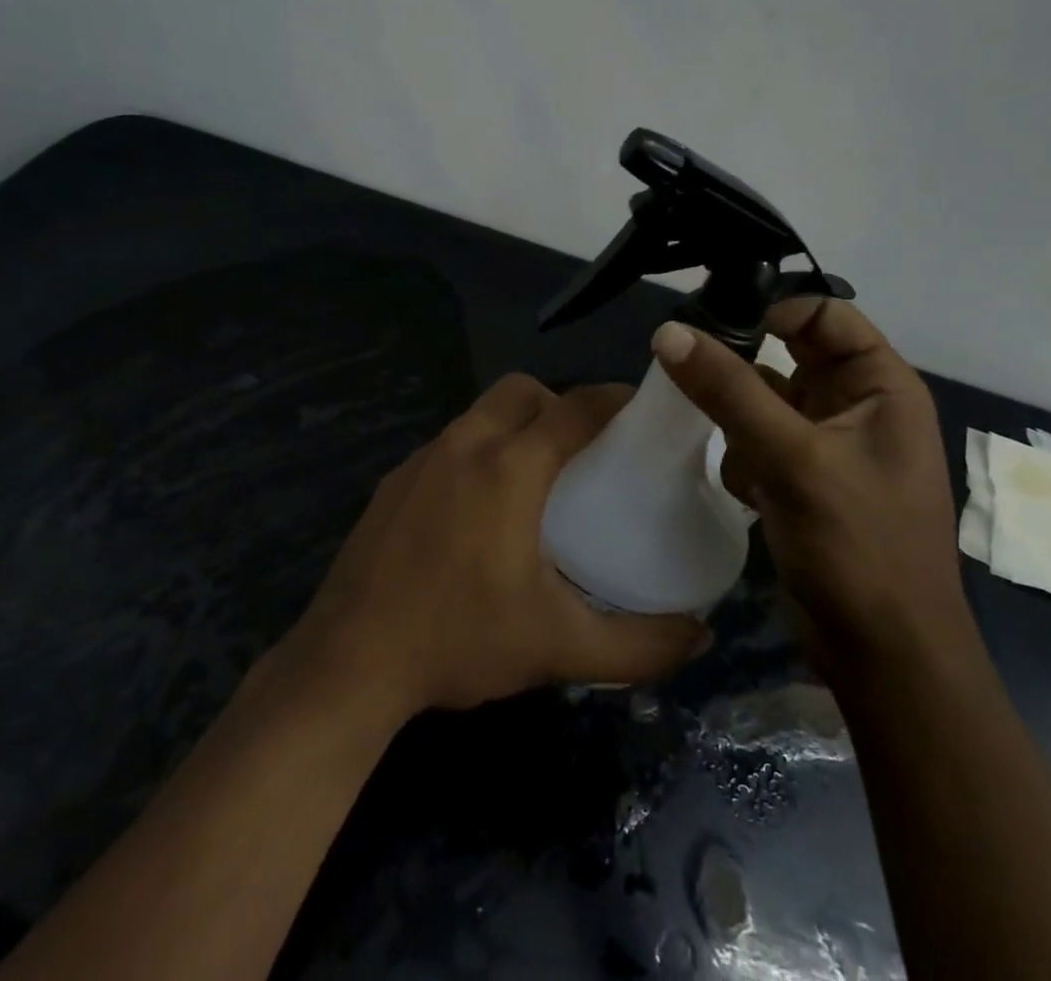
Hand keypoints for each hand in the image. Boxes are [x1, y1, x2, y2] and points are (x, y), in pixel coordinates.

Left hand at [283, 375, 710, 718]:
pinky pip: (450, 443)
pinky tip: (478, 510)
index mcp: (510, 466)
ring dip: (515, 426)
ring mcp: (423, 458)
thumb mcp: (560, 648)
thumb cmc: (459, 640)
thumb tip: (701, 632)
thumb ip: (640, 645)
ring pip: (481, 413)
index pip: (576, 407)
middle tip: (583, 451)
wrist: (349, 661)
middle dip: (558, 403)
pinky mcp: (395, 479)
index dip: (614, 399)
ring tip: (535, 480)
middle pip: (522, 390)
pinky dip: (477, 452)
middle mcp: (466, 444)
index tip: (642, 411)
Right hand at [651, 299, 965, 657]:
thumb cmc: (858, 546)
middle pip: (790, 357)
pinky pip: (760, 442)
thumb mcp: (793, 459)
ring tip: (730, 446)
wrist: (883, 657)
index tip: (712, 321)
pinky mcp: (805, 480)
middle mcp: (860, 406)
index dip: (774, 309)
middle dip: (745, 368)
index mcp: (883, 387)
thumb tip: (669, 331)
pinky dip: (744, 457)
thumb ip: (729, 391)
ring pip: (767, 401)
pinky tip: (746, 491)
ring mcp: (831, 445)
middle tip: (688, 364)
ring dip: (740, 420)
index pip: (826, 314)